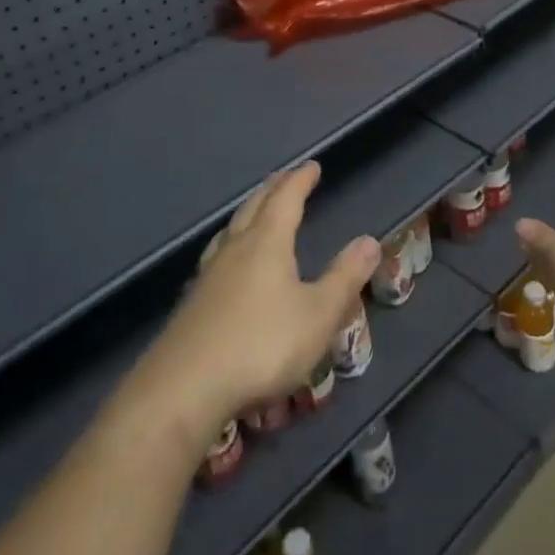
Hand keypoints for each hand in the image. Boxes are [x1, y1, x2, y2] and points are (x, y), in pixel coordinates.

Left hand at [132, 164, 379, 443]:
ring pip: (230, 230)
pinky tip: (226, 264)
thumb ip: (344, 278)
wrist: (185, 388)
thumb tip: (369, 240)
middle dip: (273, 190)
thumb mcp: (317, 315)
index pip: (286, 199)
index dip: (300, 181)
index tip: (311, 166)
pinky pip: (216, 256)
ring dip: (248, 214)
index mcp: (267, 243)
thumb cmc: (261, 346)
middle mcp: (235, 249)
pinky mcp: (192, 303)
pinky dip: (230, 244)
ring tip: (255, 211)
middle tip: (285, 178)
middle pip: (254, 207)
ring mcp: (208, 275)